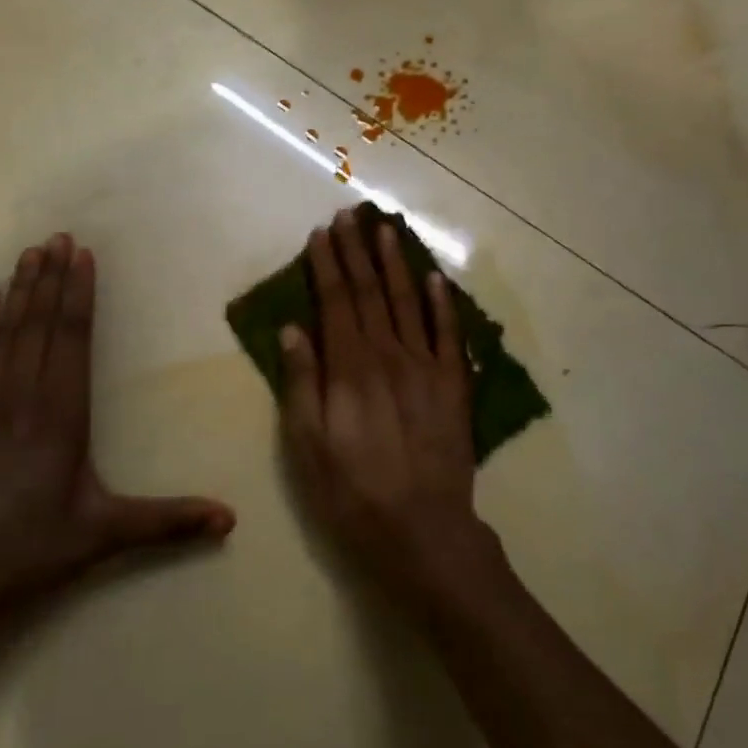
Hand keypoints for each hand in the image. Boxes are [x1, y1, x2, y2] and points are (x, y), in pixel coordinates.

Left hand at [0, 233, 234, 622]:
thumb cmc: (26, 555)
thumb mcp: (102, 536)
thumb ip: (167, 521)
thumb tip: (231, 519)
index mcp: (61, 414)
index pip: (73, 338)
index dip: (80, 293)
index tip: (83, 255)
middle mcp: (20, 395)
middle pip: (40, 323)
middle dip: (52, 277)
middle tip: (59, 236)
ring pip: (5, 331)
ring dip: (20, 289)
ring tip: (30, 252)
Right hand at [280, 209, 499, 608]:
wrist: (425, 533)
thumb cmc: (354, 494)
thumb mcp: (308, 447)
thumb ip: (301, 383)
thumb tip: (293, 329)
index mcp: (350, 369)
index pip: (335, 302)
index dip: (327, 266)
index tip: (321, 234)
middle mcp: (389, 355)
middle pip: (370, 293)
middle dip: (357, 252)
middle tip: (349, 215)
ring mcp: (427, 368)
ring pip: (409, 301)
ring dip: (396, 263)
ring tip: (386, 229)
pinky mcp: (454, 386)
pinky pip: (449, 334)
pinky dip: (442, 302)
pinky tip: (435, 277)